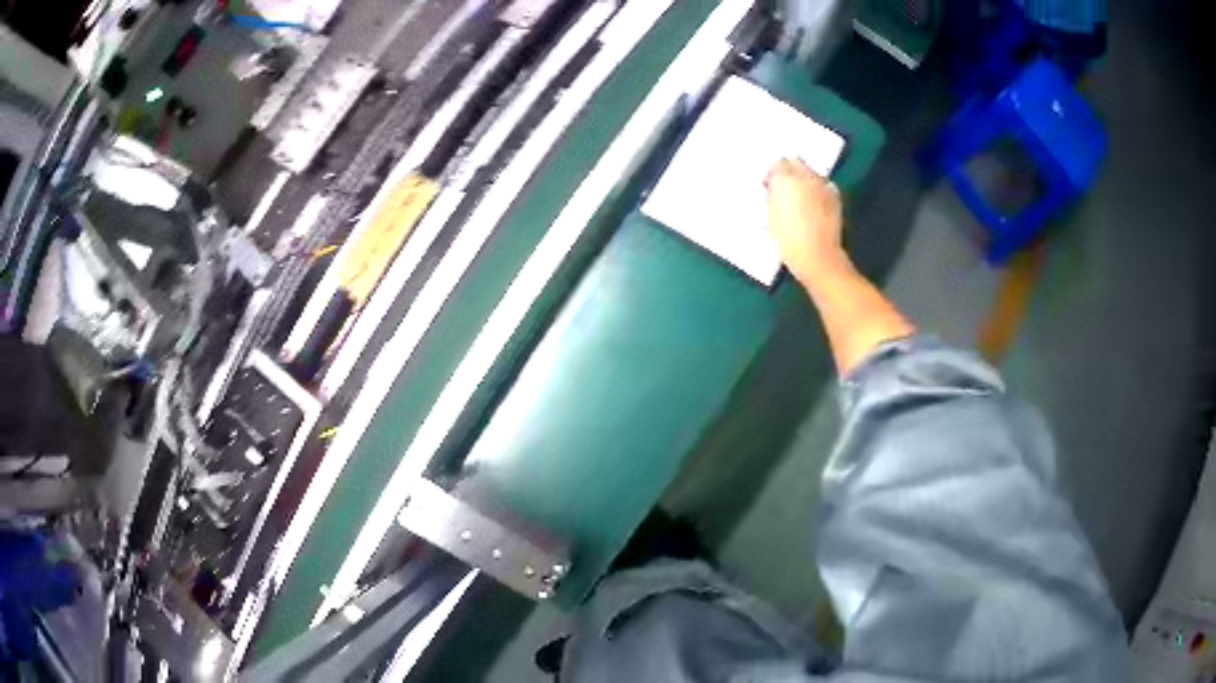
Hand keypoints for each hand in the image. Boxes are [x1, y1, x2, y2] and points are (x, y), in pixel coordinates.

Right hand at [765, 158, 847, 283]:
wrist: (817, 256)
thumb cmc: (787, 239)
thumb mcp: (769, 216)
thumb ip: (772, 196)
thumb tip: (774, 190)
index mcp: (784, 178)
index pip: (776, 164)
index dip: (772, 175)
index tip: (769, 187)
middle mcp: (805, 175)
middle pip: (796, 162)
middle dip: (790, 172)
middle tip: (784, 189)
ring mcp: (823, 185)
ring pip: (811, 173)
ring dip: (805, 180)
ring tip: (800, 199)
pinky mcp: (835, 197)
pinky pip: (824, 186)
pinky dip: (818, 190)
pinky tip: (815, 205)